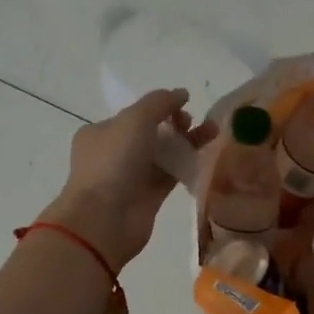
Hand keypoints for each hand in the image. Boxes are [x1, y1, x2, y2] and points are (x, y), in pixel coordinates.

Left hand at [40, 89, 215, 269]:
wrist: (105, 219)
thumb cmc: (114, 163)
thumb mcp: (135, 120)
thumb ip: (159, 102)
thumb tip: (181, 94)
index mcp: (101, 132)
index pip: (134, 115)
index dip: (159, 108)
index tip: (183, 107)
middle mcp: (113, 154)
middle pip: (151, 133)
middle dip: (175, 125)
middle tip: (194, 123)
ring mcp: (131, 177)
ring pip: (163, 154)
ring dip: (186, 143)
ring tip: (213, 133)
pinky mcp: (148, 198)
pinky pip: (170, 176)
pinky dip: (187, 165)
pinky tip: (205, 157)